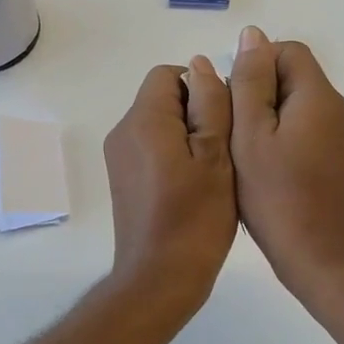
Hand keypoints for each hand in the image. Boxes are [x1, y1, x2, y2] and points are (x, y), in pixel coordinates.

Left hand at [103, 58, 237, 314]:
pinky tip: (196, 186)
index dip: (200, 88)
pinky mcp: (123, 179)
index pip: (169, 75)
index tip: (224, 120)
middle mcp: (123, 132)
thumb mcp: (215, 155)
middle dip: (196, 112)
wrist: (159, 278)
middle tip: (223, 149)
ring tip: (214, 170)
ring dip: (188, 136)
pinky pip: (151, 148)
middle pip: (162, 98)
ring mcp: (119, 157)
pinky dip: (174, 155)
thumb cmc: (195, 217)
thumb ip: (210, 104)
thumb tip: (201, 65)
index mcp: (143, 120)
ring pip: (159, 124)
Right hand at [229, 27, 343, 297]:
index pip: (288, 51)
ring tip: (247, 152)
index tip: (233, 100)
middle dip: (260, 92)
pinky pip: (309, 128)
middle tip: (235, 130)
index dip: (255, 64)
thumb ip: (250, 81)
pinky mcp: (342, 159)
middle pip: (295, 76)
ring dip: (270, 117)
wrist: (324, 260)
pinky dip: (285, 136)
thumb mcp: (250, 135)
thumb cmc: (278, 197)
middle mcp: (340, 109)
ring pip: (300, 104)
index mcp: (320, 97)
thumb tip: (253, 36)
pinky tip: (268, 169)